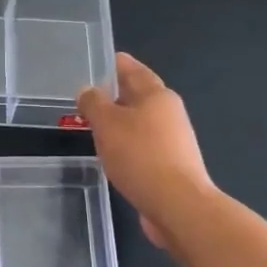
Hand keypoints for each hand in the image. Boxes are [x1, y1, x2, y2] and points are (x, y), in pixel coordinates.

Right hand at [77, 53, 215, 247]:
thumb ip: (93, 103)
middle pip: (139, 95)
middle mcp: (170, 113)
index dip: (115, 64)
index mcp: (157, 95)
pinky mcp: (171, 166)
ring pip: (141, 122)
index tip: (98, 61)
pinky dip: (127, 144)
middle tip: (88, 95)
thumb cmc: (141, 156)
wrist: (178, 205)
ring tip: (95, 125)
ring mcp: (174, 141)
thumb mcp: (107, 124)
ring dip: (120, 122)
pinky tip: (112, 154)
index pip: (133, 69)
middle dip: (115, 94)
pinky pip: (144, 145)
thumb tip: (87, 90)